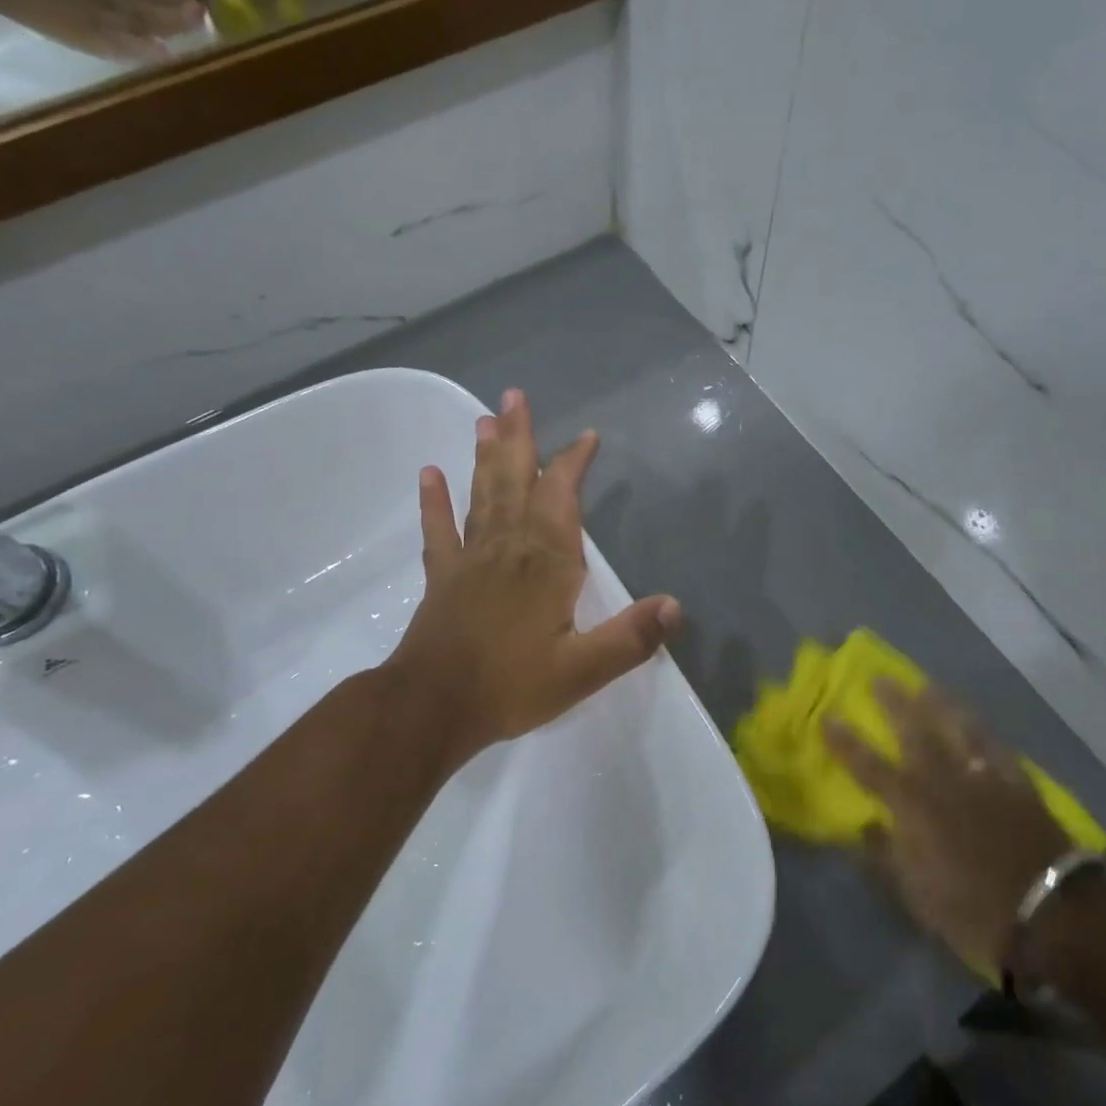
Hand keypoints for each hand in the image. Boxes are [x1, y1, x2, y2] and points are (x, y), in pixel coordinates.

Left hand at [388, 389, 682, 770]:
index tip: (586, 436)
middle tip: (513, 396)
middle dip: (518, 439)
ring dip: (485, 457)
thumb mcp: (582, 671)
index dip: (572, 464)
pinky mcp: (442, 578)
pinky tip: (429, 473)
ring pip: (481, 496)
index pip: (561, 499)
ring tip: (484, 419)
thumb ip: (630, 638)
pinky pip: (438, 531)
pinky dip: (434, 502)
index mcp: (547, 564)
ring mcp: (471, 560)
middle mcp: (509, 549)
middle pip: (515, 482)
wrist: (433, 708)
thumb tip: (676, 606)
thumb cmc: (511, 687)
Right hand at [826, 683, 1069, 978]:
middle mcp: (944, 781)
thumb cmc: (973, 911)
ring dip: (939, 704)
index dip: (845, 742)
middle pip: (914, 732)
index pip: (868, 767)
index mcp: (912, 807)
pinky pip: (996, 746)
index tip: (828, 716)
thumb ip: (885, 856)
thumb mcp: (916, 895)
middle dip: (894, 704)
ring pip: (957, 728)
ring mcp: (983, 778)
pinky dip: (982, 729)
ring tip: (924, 684)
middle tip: (880, 677)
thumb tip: (865, 826)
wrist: (1051, 914)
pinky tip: (975, 718)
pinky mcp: (1017, 784)